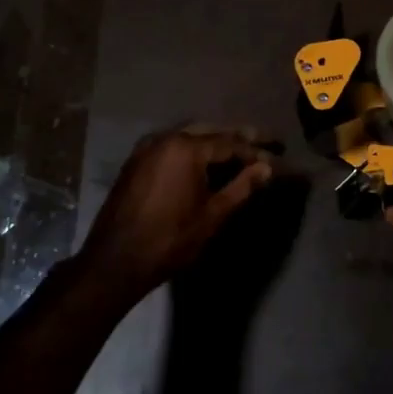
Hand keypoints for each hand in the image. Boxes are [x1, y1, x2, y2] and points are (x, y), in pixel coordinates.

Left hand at [76, 125, 276, 297]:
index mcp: (186, 148)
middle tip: (265, 143)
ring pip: (190, 136)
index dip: (256, 151)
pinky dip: (193, 150)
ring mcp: (147, 148)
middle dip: (238, 138)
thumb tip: (268, 168)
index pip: (230, 143)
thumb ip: (242, 187)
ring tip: (240, 152)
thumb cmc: (170, 240)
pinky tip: (206, 162)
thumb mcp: (213, 215)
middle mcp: (165, 138)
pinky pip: (172, 146)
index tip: (277, 156)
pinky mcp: (136, 162)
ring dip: (215, 142)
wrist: (115, 261)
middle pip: (210, 132)